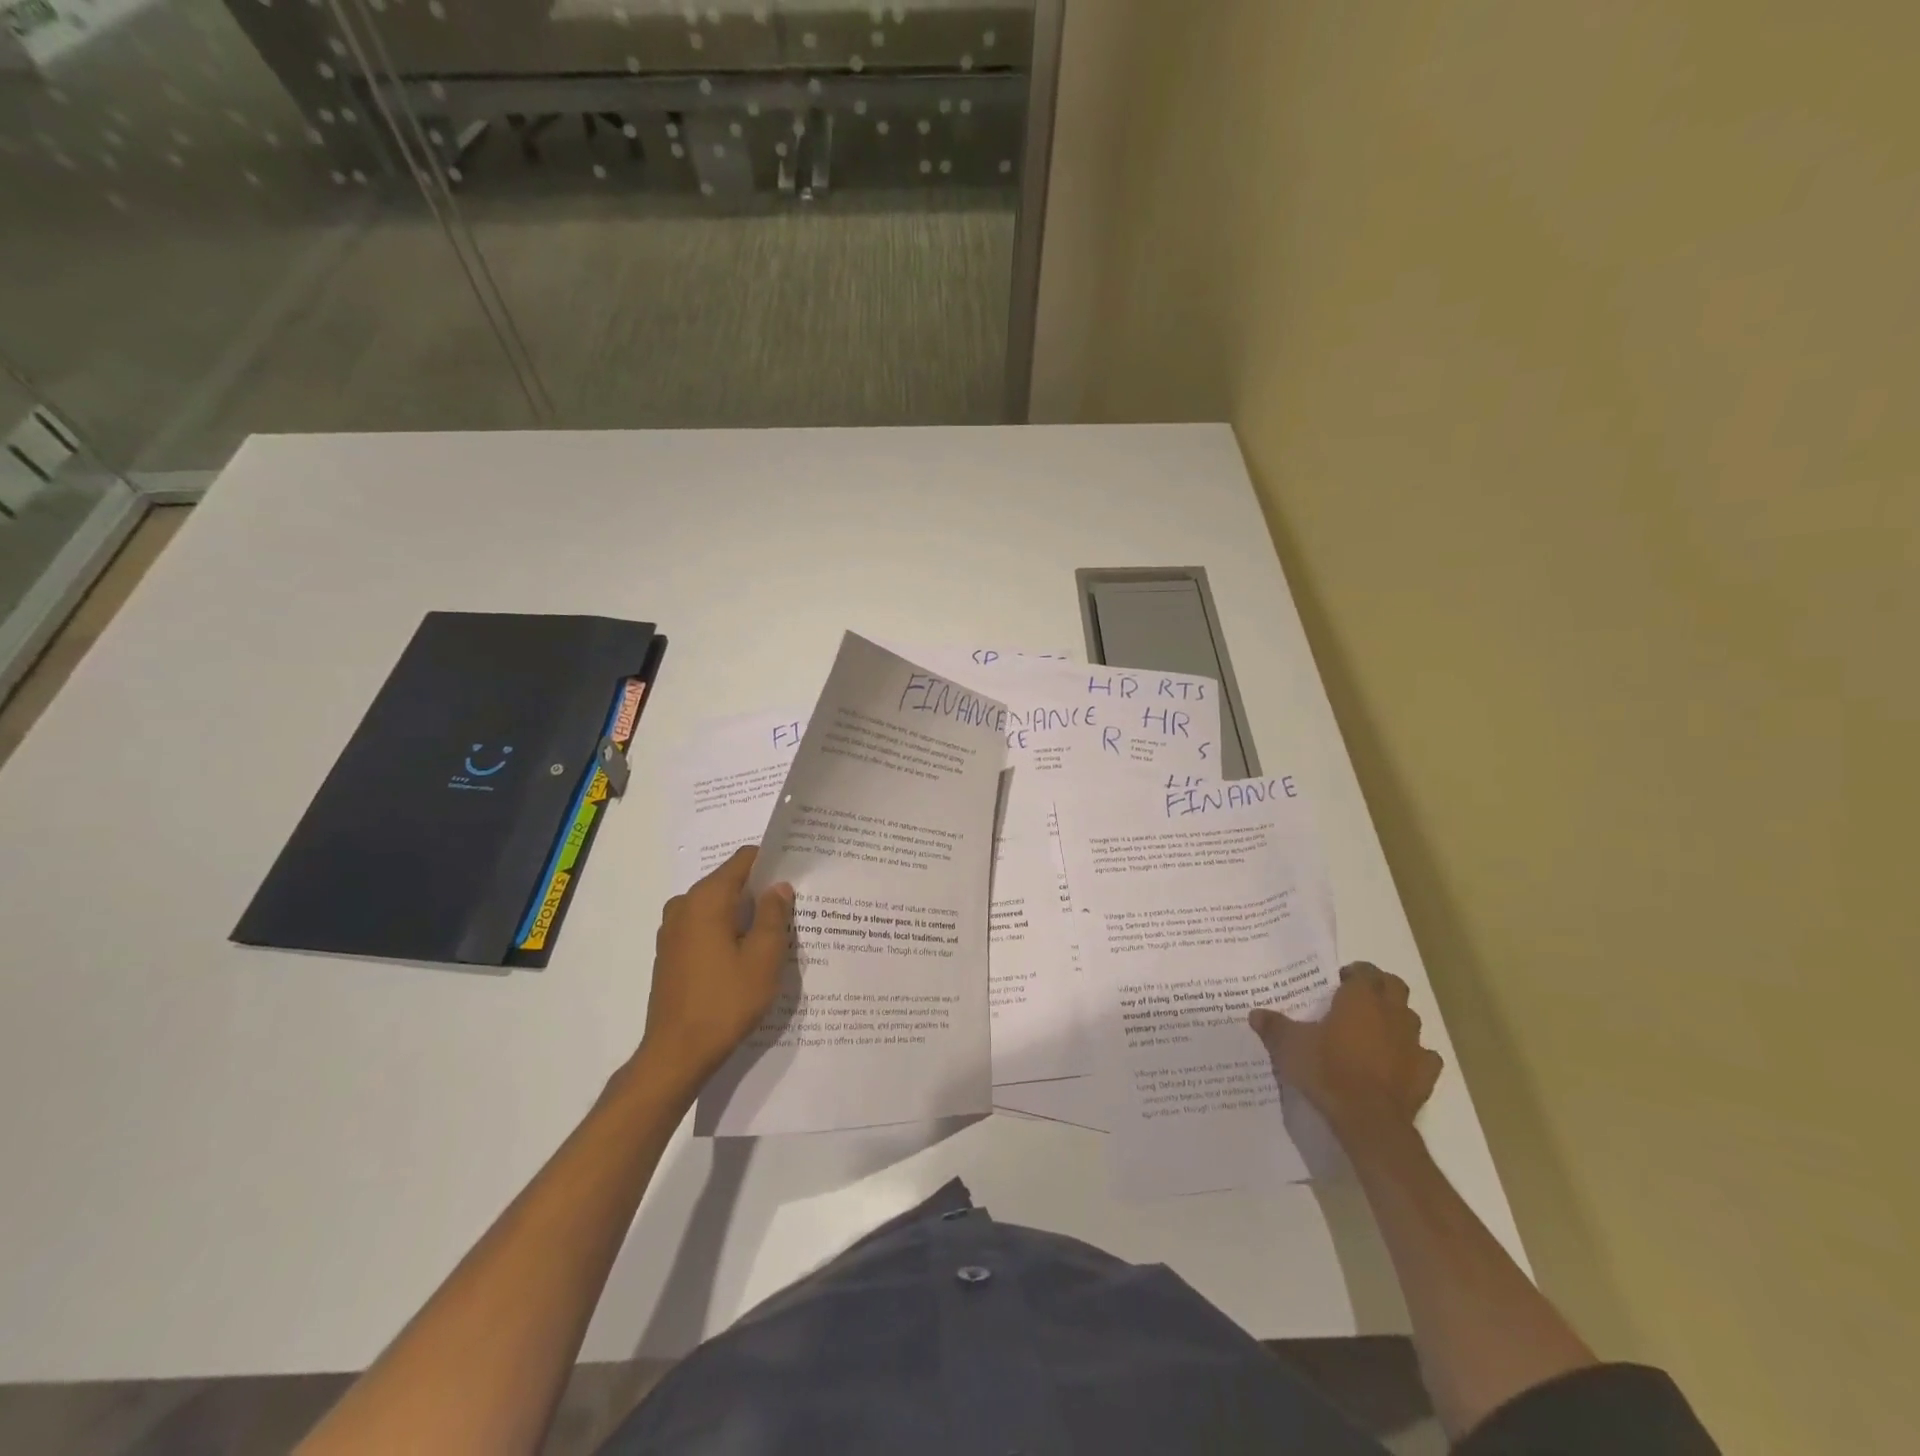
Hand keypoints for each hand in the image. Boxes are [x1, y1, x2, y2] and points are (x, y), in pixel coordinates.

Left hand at [637, 846, 793, 1093]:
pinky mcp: (670, 953)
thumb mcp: (763, 957)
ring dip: (744, 915)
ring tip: (776, 935)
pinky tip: (747, 956)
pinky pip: (705, 927)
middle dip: (761, 891)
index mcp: (706, 899)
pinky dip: (727, 932)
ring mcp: (672, 930)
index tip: (797, 874)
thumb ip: (773, 915)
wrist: (676, 1054)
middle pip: (730, 882)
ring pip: (717, 907)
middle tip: (794, 908)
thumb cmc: (725, 1002)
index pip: (743, 859)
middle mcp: (684, 905)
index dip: (772, 862)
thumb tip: (778, 887)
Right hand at [1249, 963, 1442, 1141]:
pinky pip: (1424, 1056)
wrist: (1369, 1120)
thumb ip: (1274, 1026)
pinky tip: (1397, 1063)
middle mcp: (1391, 1014)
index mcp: (1360, 999)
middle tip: (1358, 999)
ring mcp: (1413, 1044)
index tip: (1338, 982)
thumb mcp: (1289, 1046)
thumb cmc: (1327, 1070)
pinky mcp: (1426, 1074)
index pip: (1365, 971)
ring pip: (1410, 1018)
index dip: (1354, 973)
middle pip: (1395, 987)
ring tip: (1374, 1031)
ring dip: (1396, 1019)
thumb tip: (1255, 1013)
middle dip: (1379, 987)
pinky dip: (1412, 1055)